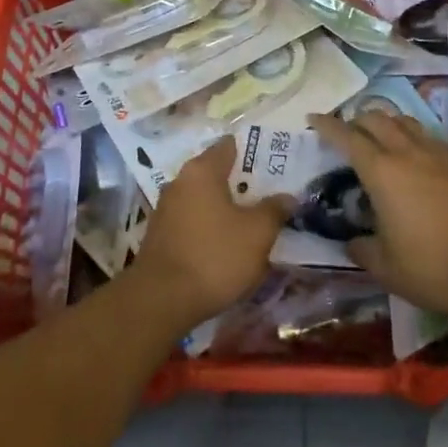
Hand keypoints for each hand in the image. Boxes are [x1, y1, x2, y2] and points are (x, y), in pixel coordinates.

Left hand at [130, 139, 292, 331]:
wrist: (161, 300)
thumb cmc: (214, 256)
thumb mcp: (257, 234)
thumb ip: (274, 210)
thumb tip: (287, 197)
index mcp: (202, 170)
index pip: (230, 146)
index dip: (253, 152)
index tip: (274, 164)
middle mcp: (180, 181)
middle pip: (216, 173)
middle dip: (241, 183)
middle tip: (268, 195)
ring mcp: (166, 209)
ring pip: (203, 199)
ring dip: (224, 208)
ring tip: (250, 222)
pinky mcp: (160, 235)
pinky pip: (192, 221)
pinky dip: (209, 227)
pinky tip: (224, 245)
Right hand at [308, 112, 447, 323]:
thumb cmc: (431, 267)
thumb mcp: (385, 267)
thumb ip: (362, 249)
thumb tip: (352, 241)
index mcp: (381, 171)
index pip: (347, 136)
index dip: (327, 125)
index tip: (314, 118)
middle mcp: (408, 152)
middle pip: (377, 118)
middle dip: (358, 119)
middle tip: (349, 131)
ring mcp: (440, 153)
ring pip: (407, 122)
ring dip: (389, 124)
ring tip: (383, 138)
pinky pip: (433, 139)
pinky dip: (417, 141)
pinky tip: (420, 161)